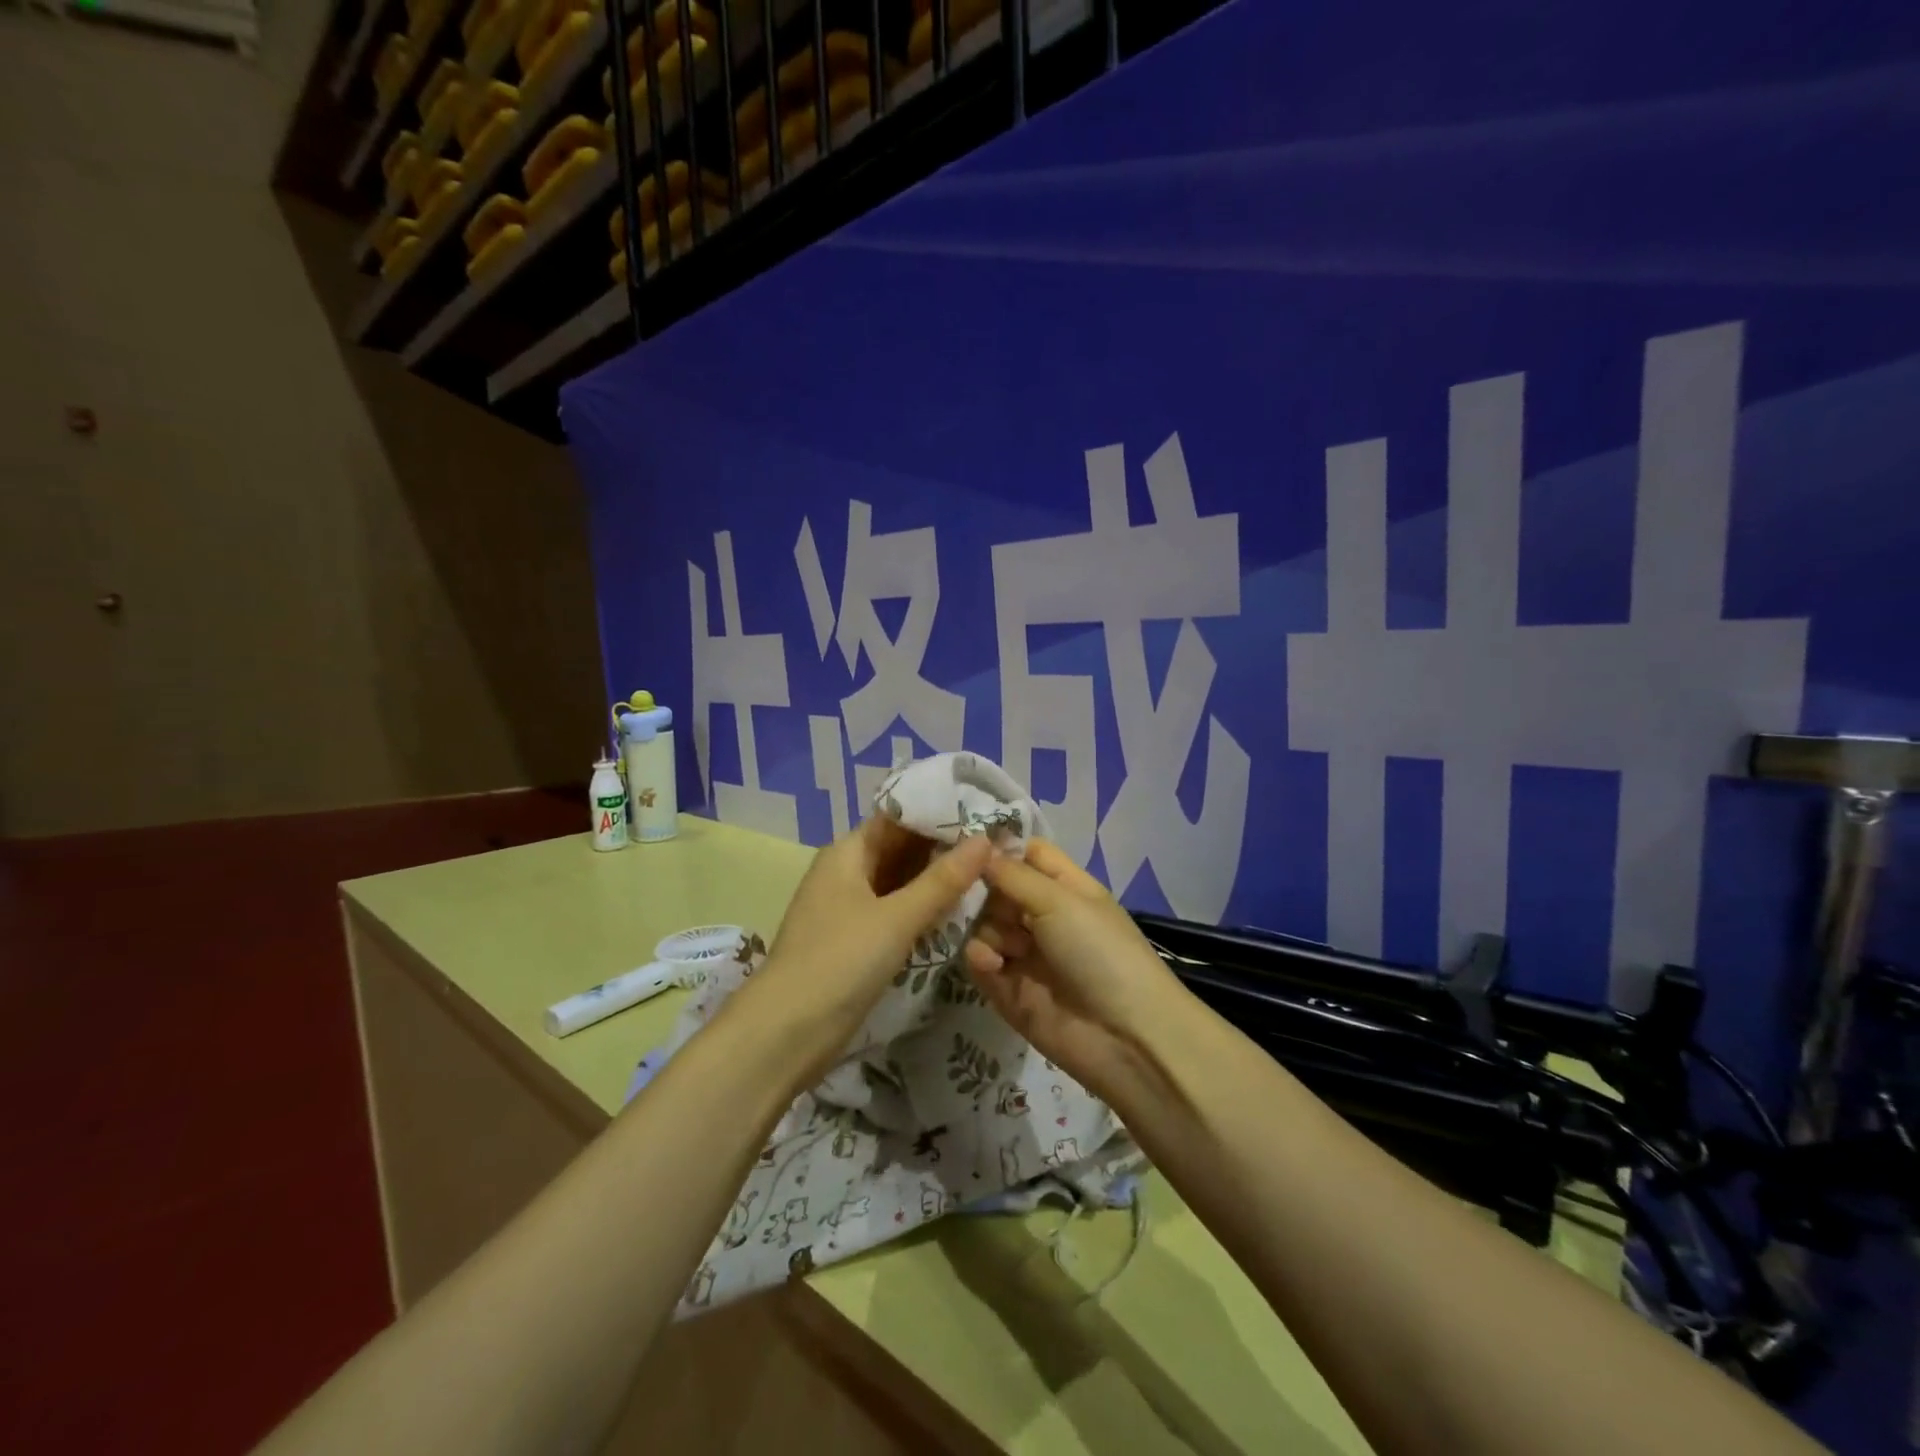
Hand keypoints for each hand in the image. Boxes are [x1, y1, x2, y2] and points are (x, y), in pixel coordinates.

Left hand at [756, 815, 991, 1034]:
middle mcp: (848, 872)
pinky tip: (960, 910)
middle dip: (944, 847)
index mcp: (848, 851)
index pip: (899, 817)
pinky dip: (924, 908)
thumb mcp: (896, 917)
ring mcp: (851, 907)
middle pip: (901, 848)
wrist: (787, 1032)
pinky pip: (897, 911)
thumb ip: (942, 880)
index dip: (940, 812)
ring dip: (937, 879)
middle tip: (999, 845)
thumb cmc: (839, 960)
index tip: (985, 812)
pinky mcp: (857, 940)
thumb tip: (985, 839)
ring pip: (901, 881)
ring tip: (990, 872)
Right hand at [962, 839, 1183, 1097]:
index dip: (998, 847)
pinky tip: (991, 963)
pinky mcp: (1010, 991)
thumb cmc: (1099, 951)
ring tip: (1002, 944)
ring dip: (984, 928)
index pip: (1027, 854)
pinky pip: (982, 962)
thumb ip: (1013, 874)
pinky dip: (981, 958)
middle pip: (997, 889)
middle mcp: (1044, 917)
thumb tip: (978, 849)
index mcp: (1065, 888)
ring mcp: (1026, 955)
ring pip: (984, 925)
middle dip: (982, 891)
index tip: (963, 844)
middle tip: (972, 896)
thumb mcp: (1060, 900)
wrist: (1125, 1036)